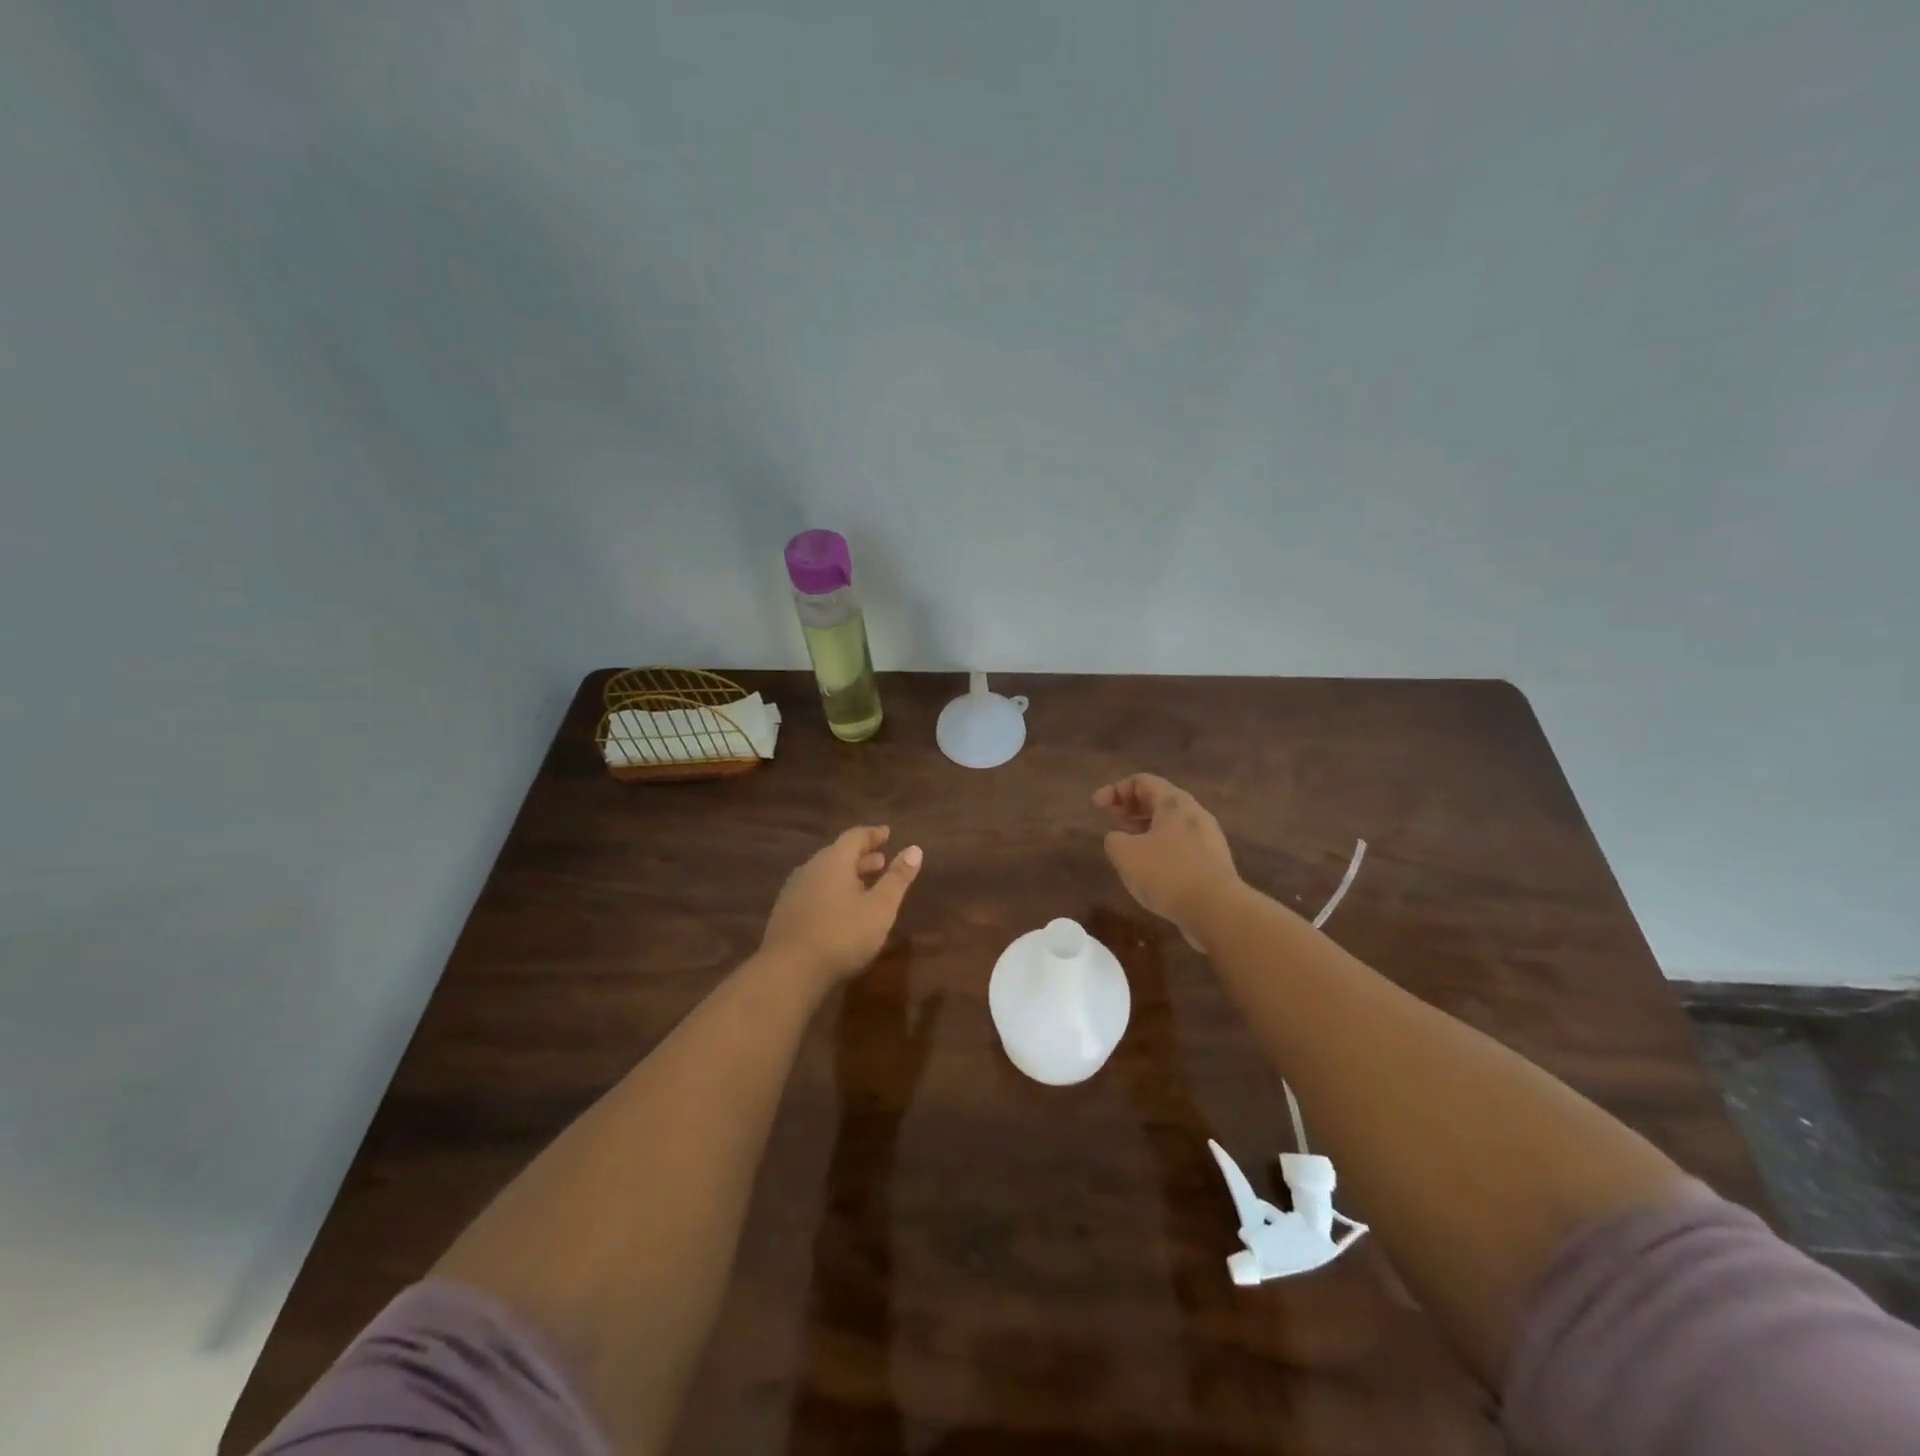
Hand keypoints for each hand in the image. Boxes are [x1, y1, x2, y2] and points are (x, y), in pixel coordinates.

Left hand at [761, 826, 923, 984]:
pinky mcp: (785, 913)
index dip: (873, 834)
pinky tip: (839, 909)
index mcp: (834, 861)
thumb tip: (915, 849)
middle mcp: (810, 868)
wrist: (788, 972)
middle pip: (838, 854)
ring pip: (824, 873)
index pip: (855, 836)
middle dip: (861, 856)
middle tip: (881, 861)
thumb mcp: (880, 908)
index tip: (887, 834)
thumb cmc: (842, 935)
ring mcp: (793, 891)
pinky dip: (831, 891)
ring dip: (846, 875)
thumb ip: (897, 879)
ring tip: (864, 885)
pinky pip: (813, 891)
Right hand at [1093, 774, 1238, 948]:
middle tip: (1111, 818)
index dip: (1115, 789)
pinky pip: (1182, 844)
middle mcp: (1194, 813)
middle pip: (1159, 799)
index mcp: (1174, 803)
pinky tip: (1150, 867)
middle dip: (1131, 806)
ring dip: (1145, 827)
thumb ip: (1114, 840)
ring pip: (1171, 823)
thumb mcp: (1125, 853)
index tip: (1096, 806)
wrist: (1217, 909)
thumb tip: (1118, 839)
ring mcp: (1208, 838)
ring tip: (1127, 843)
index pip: (1141, 781)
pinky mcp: (1213, 862)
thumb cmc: (1166, 873)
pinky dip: (1160, 846)